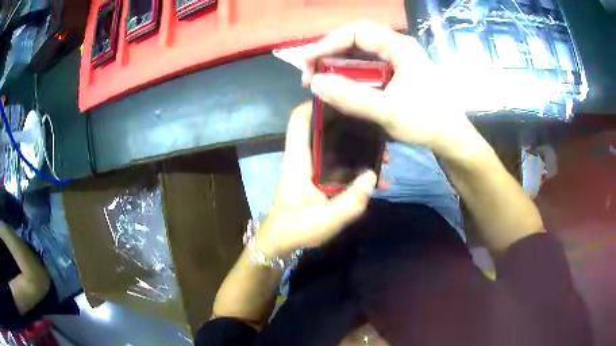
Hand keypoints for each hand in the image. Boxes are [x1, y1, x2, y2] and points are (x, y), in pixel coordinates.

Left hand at [255, 103, 376, 258]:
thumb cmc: (297, 229)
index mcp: (298, 160)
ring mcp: (311, 167)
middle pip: (321, 126)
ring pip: (333, 144)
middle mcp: (303, 157)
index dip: (316, 104)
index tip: (343, 98)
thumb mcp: (327, 219)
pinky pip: (338, 161)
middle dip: (348, 123)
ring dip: (356, 144)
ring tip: (382, 153)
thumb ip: (351, 200)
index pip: (299, 119)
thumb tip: (374, 176)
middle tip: (375, 127)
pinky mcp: (318, 177)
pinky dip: (355, 163)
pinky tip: (375, 176)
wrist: (282, 242)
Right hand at [300, 21, 480, 159]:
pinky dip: (349, 73)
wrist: (450, 137)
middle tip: (310, 74)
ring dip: (337, 63)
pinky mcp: (395, 72)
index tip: (307, 60)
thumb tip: (315, 83)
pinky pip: (366, 65)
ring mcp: (397, 59)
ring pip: (359, 52)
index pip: (358, 31)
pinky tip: (339, 85)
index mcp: (400, 47)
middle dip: (329, 53)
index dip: (329, 42)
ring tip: (319, 80)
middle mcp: (398, 47)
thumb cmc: (427, 122)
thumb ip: (353, 97)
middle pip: (356, 39)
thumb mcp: (389, 111)